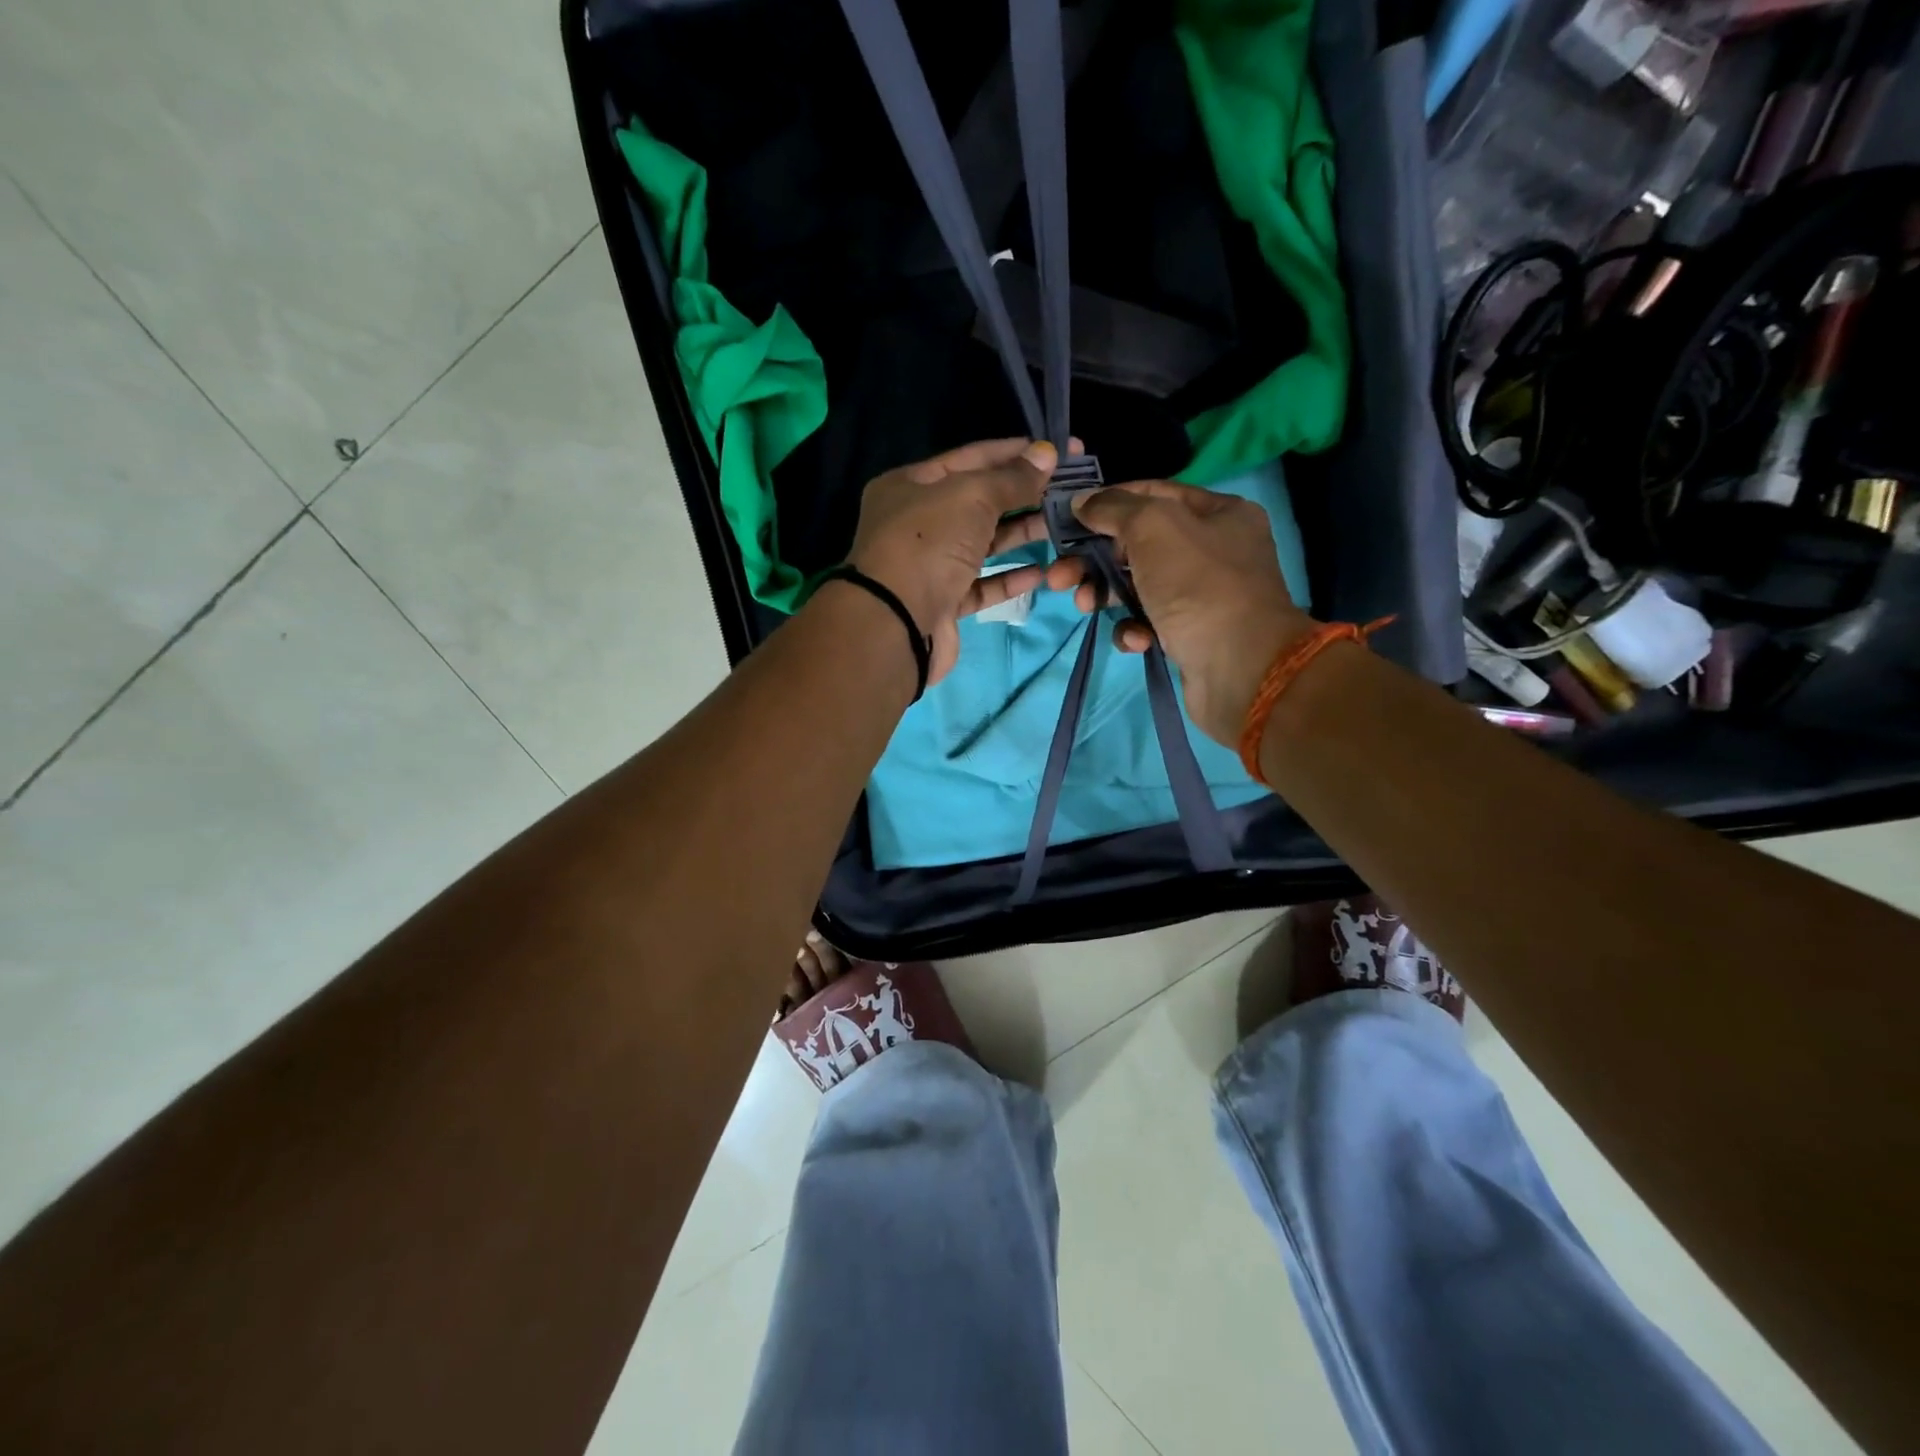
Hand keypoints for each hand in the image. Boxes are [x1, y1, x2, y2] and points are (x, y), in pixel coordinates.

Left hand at [845, 437, 1066, 685]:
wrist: (896, 623)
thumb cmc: (928, 544)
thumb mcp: (971, 496)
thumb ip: (1011, 478)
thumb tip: (1047, 453)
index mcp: (911, 485)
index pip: (970, 458)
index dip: (1015, 453)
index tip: (1059, 451)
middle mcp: (916, 522)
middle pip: (979, 501)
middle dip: (1023, 495)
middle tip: (1070, 491)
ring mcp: (929, 565)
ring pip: (982, 544)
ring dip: (1021, 534)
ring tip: (1062, 526)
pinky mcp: (943, 603)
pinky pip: (982, 584)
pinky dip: (1009, 578)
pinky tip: (1042, 572)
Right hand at [1044, 481, 1316, 745]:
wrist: (1241, 669)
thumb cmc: (1199, 586)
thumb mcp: (1153, 528)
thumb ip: (1114, 508)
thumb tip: (1082, 501)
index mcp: (1217, 513)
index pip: (1152, 494)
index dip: (1108, 502)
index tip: (1068, 519)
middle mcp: (1214, 549)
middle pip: (1138, 544)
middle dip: (1094, 559)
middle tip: (1059, 577)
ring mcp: (1203, 595)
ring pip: (1138, 586)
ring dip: (1105, 595)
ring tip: (1083, 606)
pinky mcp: (1190, 635)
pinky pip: (1150, 623)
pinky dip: (1135, 629)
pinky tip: (1136, 639)